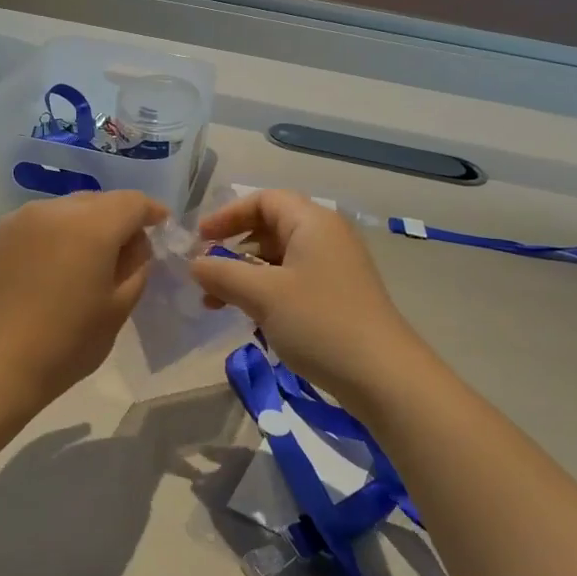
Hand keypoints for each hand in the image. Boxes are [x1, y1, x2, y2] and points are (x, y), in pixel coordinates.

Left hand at [0, 190, 166, 411]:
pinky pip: (34, 226)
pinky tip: (46, 271)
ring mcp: (17, 220)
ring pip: (63, 210)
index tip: (161, 227)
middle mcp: (53, 210)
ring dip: (81, 226)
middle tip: (124, 251)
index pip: (132, 202)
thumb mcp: (118, 310)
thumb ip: (136, 266)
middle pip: (97, 201)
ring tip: (83, 261)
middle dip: (116, 218)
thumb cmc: (64, 344)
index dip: (152, 212)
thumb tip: (134, 244)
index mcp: (91, 225)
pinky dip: (51, 237)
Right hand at [189, 189, 426, 402]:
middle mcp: (326, 236)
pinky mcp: (338, 296)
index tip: (199, 239)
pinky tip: (248, 317)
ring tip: (216, 303)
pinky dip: (265, 291)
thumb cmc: (319, 322)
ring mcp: (335, 267)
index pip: (264, 200)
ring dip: (245, 275)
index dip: (227, 215)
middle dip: (233, 249)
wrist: (382, 375)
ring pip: (279, 259)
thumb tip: (195, 263)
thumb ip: (222, 273)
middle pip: (271, 228)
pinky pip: (293, 281)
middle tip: (205, 273)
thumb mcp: (262, 295)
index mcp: (312, 222)